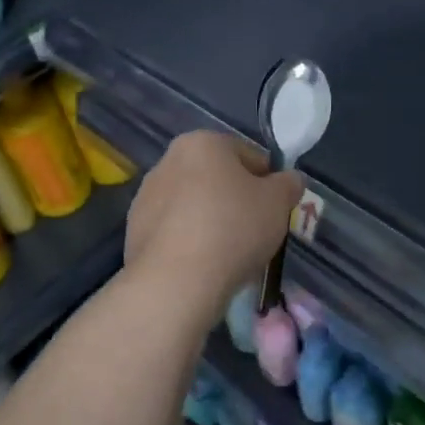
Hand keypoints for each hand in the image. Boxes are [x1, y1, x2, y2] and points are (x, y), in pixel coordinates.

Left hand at [124, 131, 303, 311]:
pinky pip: (174, 231)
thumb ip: (289, 184)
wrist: (176, 281)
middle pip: (216, 178)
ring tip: (229, 254)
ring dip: (211, 221)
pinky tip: (203, 266)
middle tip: (255, 232)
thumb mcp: (278, 203)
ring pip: (193, 205)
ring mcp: (146, 196)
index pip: (248, 155)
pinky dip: (190, 242)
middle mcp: (168, 161)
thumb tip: (290, 180)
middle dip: (236, 200)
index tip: (275, 210)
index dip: (268, 182)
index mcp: (202, 143)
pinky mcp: (133, 231)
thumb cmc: (233, 228)